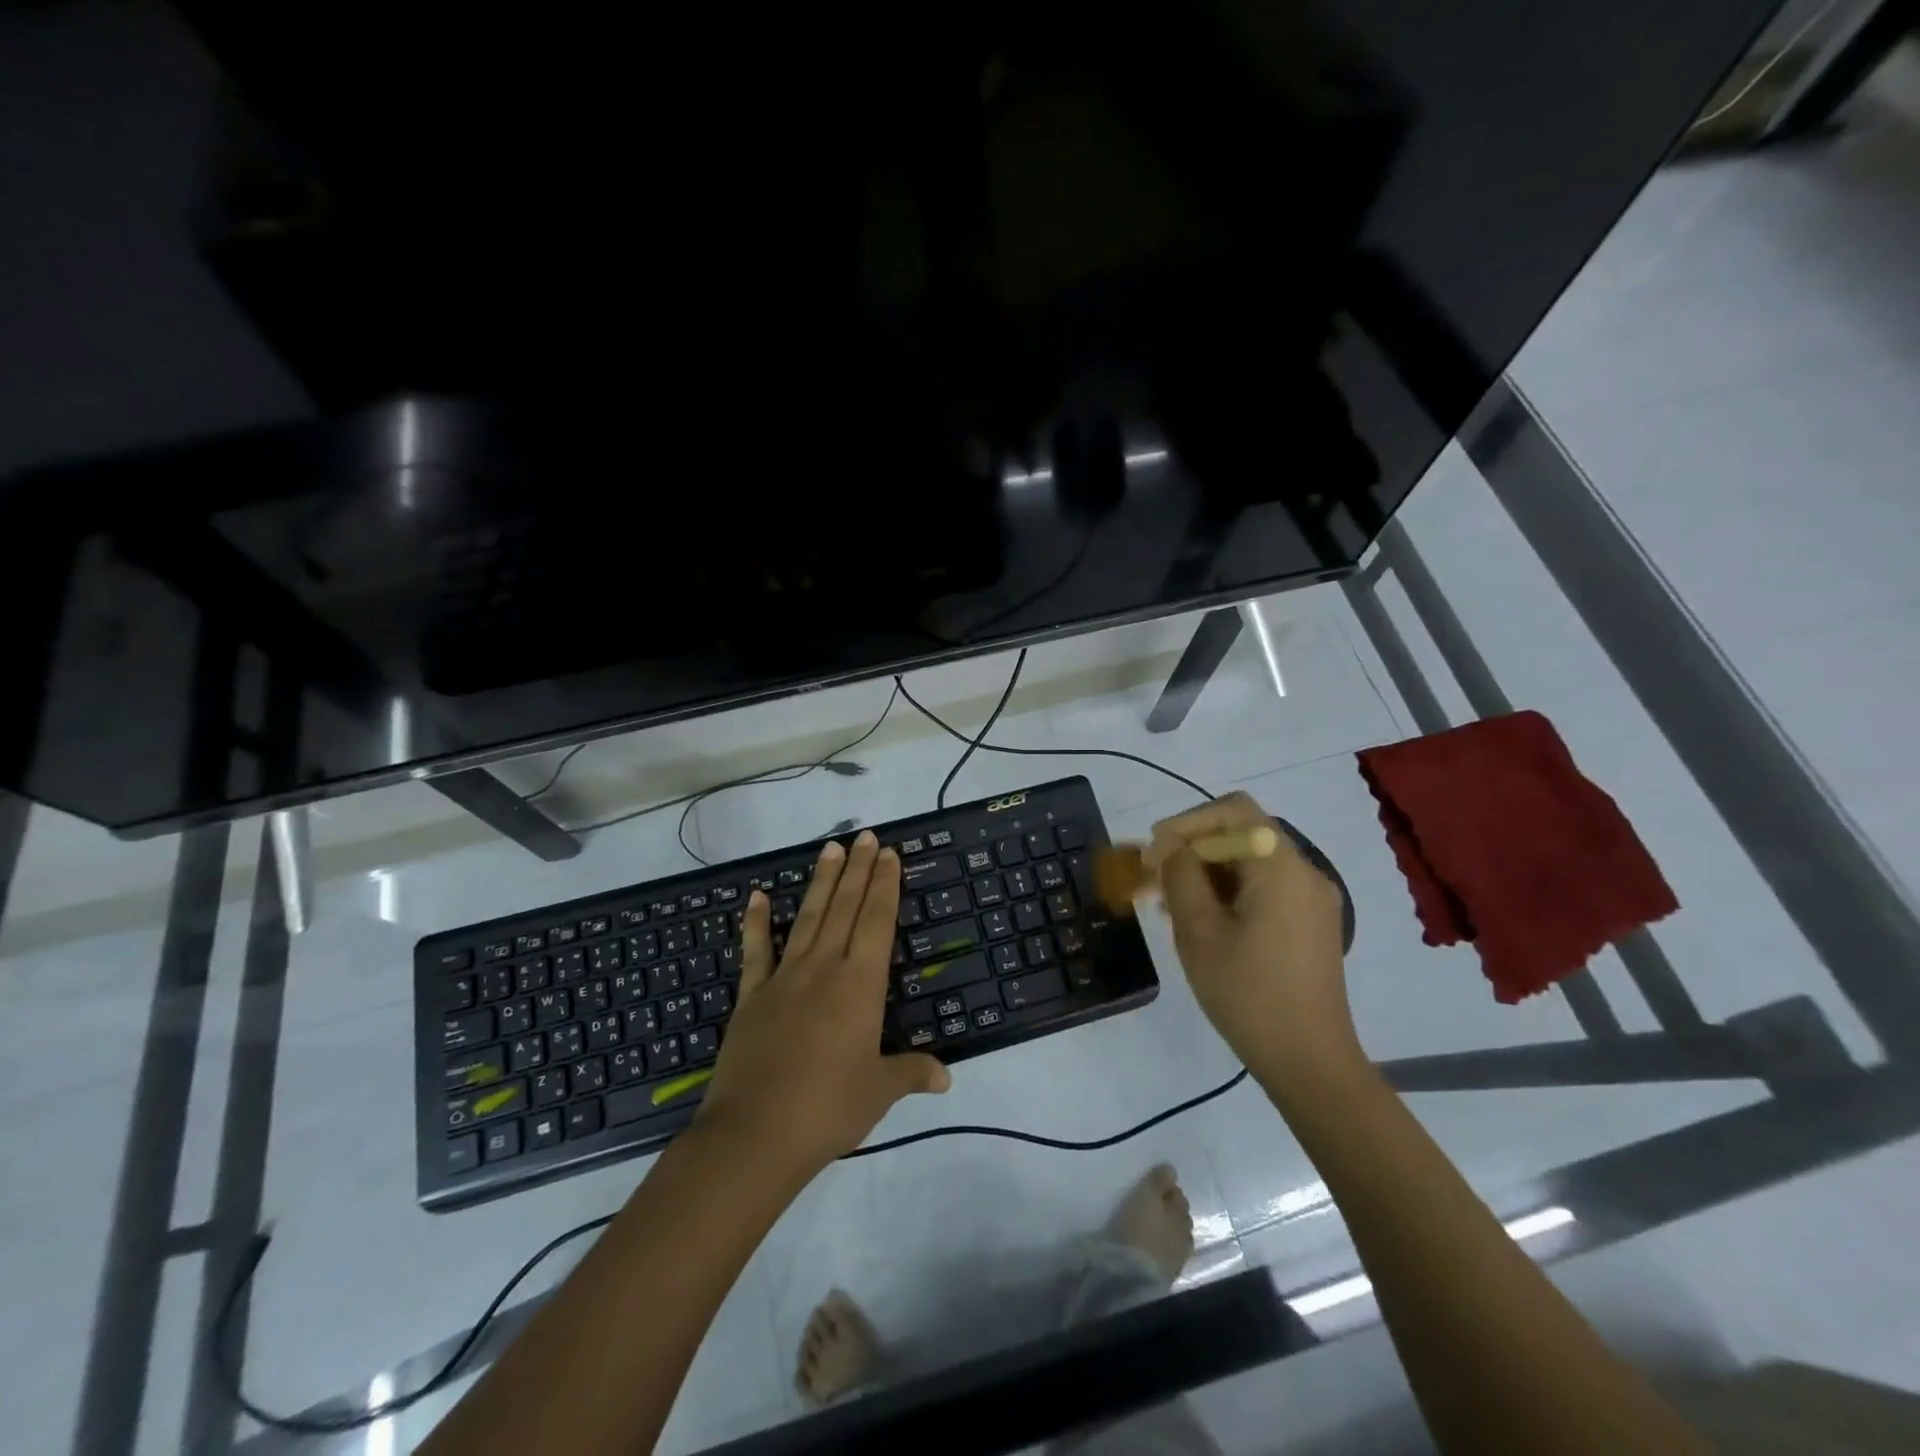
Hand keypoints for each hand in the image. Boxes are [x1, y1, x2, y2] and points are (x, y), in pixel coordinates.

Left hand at [696, 830, 950, 1178]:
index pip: (878, 920)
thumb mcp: (879, 1091)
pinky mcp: (752, 996)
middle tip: (865, 835)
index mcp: (860, 984)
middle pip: (846, 907)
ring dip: (821, 882)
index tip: (888, 853)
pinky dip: (756, 923)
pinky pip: (756, 951)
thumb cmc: (828, 1109)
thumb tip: (947, 1077)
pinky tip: (756, 897)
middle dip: (858, 870)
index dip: (885, 884)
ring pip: (808, 918)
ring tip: (830, 848)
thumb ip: (912, 1073)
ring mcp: (784, 978)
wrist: (754, 1135)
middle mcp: (825, 968)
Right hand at [1145, 792, 1360, 1089]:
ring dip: (1206, 873)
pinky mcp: (1310, 926)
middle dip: (1192, 850)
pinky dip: (1228, 893)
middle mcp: (1304, 873)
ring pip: (1250, 864)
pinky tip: (1199, 922)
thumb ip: (1181, 876)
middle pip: (1242, 835)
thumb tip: (1171, 846)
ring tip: (1166, 904)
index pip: (1234, 811)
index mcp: (1282, 867)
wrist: (1310, 1063)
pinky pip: (1264, 890)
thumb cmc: (1249, 993)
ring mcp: (1312, 901)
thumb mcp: (1199, 932)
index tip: (1155, 853)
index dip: (1188, 822)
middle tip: (1152, 879)